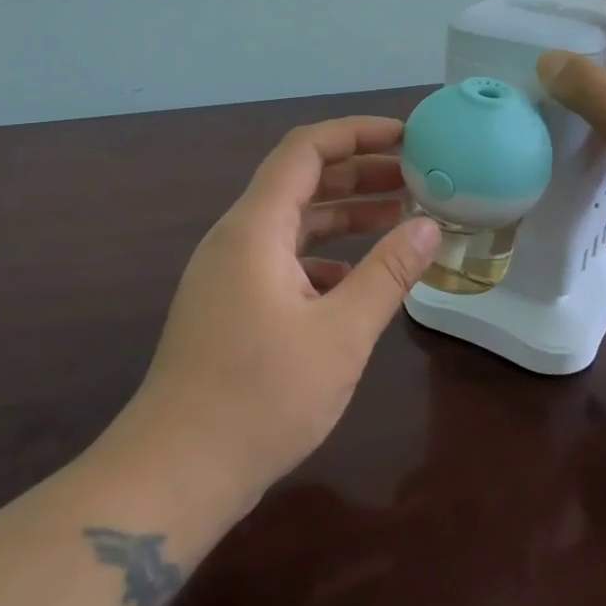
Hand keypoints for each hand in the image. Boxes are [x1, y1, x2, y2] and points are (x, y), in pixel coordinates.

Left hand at [122, 117, 441, 507]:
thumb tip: (429, 227)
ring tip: (401, 219)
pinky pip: (283, 261)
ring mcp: (229, 274)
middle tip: (416, 178)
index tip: (406, 137)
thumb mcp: (339, 334)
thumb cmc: (259, 398)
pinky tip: (360, 280)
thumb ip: (387, 274)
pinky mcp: (231, 305)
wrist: (175, 472)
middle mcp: (236, 239)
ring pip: (293, 224)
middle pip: (301, 182)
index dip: (356, 133)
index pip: (305, 150)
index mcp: (255, 229)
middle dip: (360, 173)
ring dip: (345, 216)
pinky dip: (325, 258)